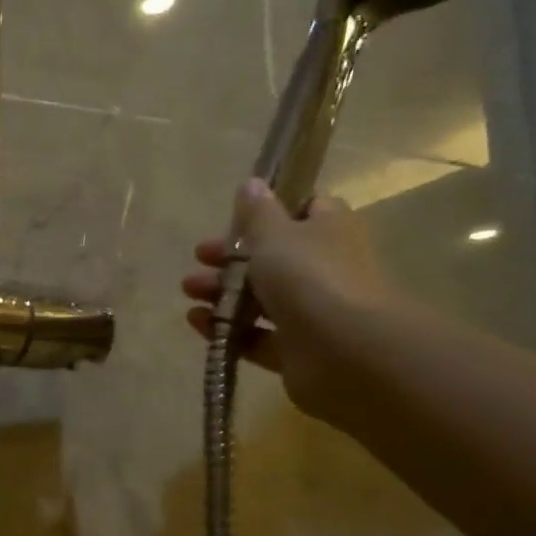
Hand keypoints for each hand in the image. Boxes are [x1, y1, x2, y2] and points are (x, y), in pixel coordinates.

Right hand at [181, 178, 401, 425]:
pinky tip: (198, 323)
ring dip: (222, 294)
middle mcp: (324, 269)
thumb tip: (252, 184)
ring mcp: (311, 312)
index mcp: (328, 231)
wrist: (345, 350)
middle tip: (200, 258)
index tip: (236, 219)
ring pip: (260, 299)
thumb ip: (257, 213)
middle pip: (273, 258)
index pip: (305, 210)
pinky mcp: (295, 351)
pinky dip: (226, 330)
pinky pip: (255, 337)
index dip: (271, 212)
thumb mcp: (275, 235)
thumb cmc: (310, 277)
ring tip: (190, 293)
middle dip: (231, 258)